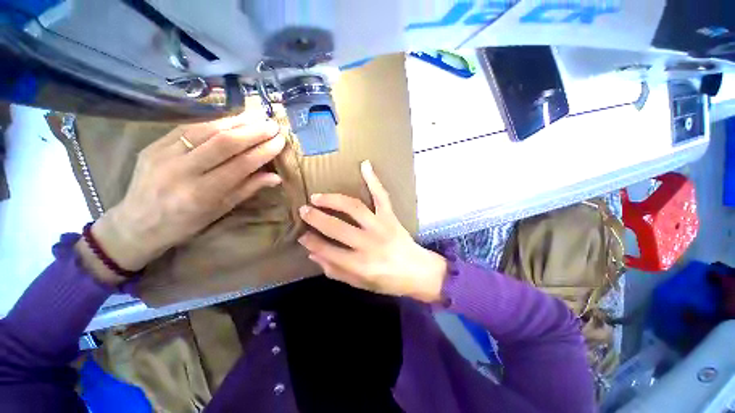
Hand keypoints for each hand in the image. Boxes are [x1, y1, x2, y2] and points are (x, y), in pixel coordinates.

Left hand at [79, 115, 284, 283]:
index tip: (280, 141)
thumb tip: (276, 177)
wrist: (137, 222)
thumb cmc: (186, 222)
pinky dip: (214, 121)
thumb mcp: (221, 209)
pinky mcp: (154, 144)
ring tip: (257, 115)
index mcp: (202, 193)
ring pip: (205, 130)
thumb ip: (248, 189)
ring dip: (236, 121)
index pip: (241, 165)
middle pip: (223, 143)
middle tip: (273, 124)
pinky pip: (188, 128)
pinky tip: (231, 118)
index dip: (263, 151)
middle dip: (253, 131)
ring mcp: (164, 154)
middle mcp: (182, 171)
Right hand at [297, 161, 447, 302]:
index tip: (302, 235)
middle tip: (303, 210)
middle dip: (316, 218)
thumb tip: (313, 254)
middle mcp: (368, 243)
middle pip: (337, 227)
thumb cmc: (388, 281)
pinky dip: (373, 180)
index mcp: (360, 264)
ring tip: (317, 196)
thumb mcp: (360, 284)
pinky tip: (365, 165)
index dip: (312, 242)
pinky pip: (381, 196)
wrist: (418, 271)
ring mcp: (381, 226)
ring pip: (354, 208)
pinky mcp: (390, 216)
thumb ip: (336, 270)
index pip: (328, 250)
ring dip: (333, 200)